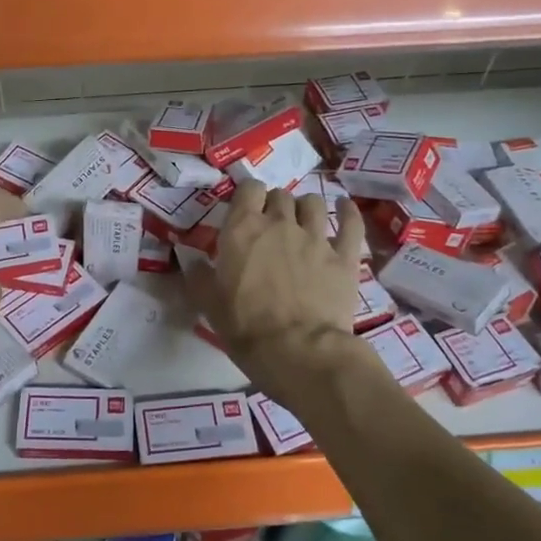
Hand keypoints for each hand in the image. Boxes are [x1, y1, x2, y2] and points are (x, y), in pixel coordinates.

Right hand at [185, 179, 362, 363]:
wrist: (299, 352)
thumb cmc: (246, 327)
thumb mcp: (209, 304)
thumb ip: (198, 275)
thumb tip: (189, 258)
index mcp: (243, 228)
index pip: (248, 189)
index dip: (248, 196)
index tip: (245, 211)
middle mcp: (281, 223)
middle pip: (280, 195)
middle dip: (275, 205)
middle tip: (271, 226)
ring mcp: (316, 237)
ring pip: (314, 203)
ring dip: (305, 208)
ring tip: (303, 222)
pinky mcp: (344, 256)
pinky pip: (351, 223)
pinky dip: (347, 212)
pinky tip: (344, 207)